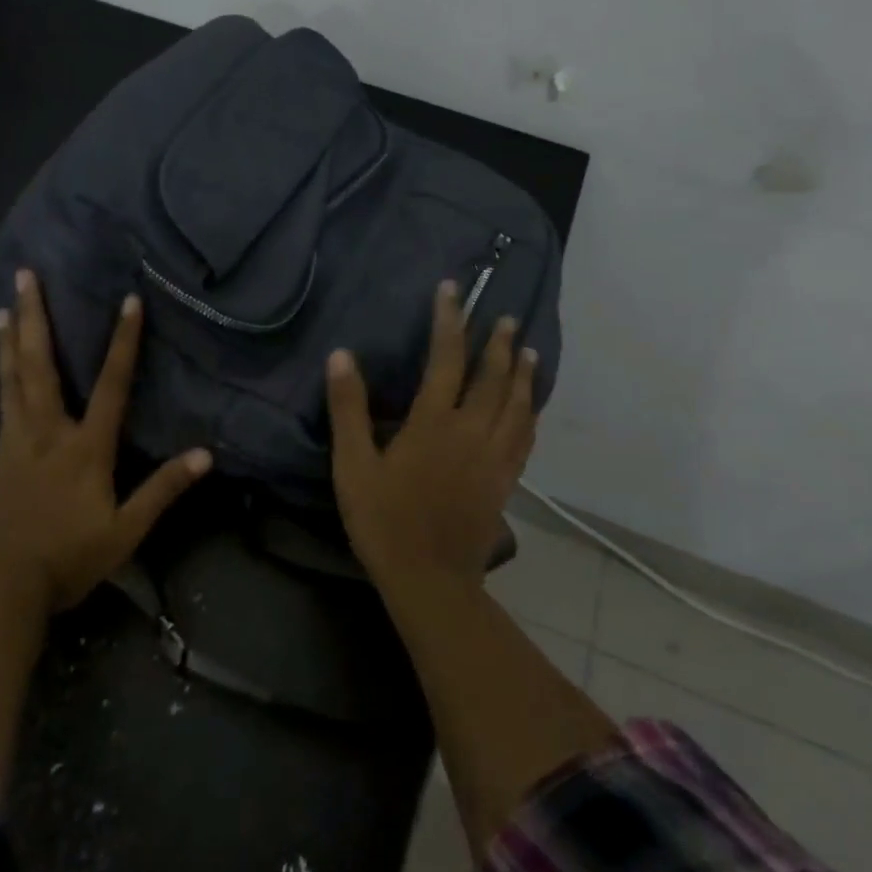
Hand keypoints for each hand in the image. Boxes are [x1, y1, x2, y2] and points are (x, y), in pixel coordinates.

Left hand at [0, 269, 212, 611]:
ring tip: (5, 304)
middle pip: (40, 364)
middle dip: (36, 316)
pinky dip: (2, 370)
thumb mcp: (124, 532)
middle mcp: (47, 430)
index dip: (123, 342)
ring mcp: (15, 440)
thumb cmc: (65, 558)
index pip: (111, 384)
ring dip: (11, 337)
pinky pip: (2, 399)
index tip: (129, 300)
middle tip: (26, 274)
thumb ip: (163, 490)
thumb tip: (205, 455)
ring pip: (13, 376)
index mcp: (84, 447)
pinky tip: (2, 363)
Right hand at [325, 281, 536, 587]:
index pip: (445, 359)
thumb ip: (348, 409)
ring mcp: (494, 457)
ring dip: (522, 374)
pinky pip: (524, 437)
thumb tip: (342, 356)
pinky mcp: (505, 481)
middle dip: (498, 343)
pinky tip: (530, 406)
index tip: (452, 290)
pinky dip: (529, 413)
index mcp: (433, 423)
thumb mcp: (353, 465)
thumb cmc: (384, 521)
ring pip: (516, 405)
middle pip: (491, 377)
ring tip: (527, 350)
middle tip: (506, 316)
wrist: (430, 580)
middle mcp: (471, 432)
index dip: (449, 321)